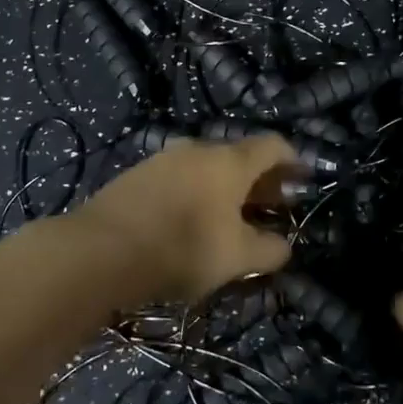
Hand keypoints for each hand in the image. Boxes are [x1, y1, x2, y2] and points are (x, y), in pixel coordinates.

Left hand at [77, 134, 297, 303]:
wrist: (101, 250)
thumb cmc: (183, 247)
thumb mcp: (236, 257)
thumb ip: (269, 250)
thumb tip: (284, 246)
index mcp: (230, 161)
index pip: (273, 145)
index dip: (293, 160)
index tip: (302, 179)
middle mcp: (198, 149)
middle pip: (239, 156)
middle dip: (260, 180)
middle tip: (272, 205)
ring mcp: (163, 159)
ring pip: (207, 167)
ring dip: (226, 187)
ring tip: (231, 217)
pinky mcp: (136, 175)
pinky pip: (180, 178)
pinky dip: (196, 192)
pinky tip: (191, 219)